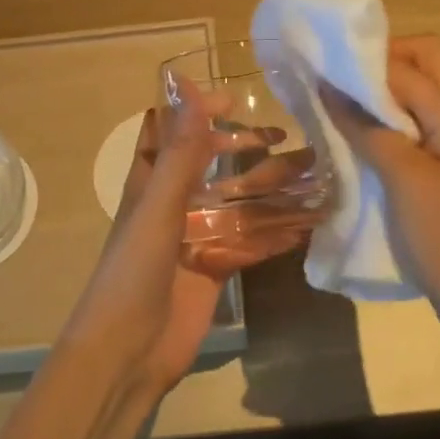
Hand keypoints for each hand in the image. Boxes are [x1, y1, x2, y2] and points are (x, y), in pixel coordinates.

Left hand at [58, 87, 309, 397]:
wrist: (127, 353)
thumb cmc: (134, 270)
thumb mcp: (158, 206)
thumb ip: (179, 151)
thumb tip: (187, 85)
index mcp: (151, 182)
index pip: (174, 132)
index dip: (199, 111)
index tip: (236, 99)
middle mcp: (174, 204)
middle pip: (213, 165)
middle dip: (246, 150)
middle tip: (287, 139)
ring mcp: (195, 238)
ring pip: (237, 203)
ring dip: (270, 191)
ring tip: (312, 177)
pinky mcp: (213, 269)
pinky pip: (247, 243)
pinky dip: (274, 234)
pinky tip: (306, 226)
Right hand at [322, 34, 439, 369]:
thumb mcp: (404, 182)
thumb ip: (368, 129)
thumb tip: (330, 86)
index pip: (406, 67)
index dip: (361, 64)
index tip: (318, 70)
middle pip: (426, 62)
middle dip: (381, 64)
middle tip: (339, 87)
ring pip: (424, 92)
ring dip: (385, 92)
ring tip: (343, 110)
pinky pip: (422, 122)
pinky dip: (392, 120)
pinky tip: (364, 140)